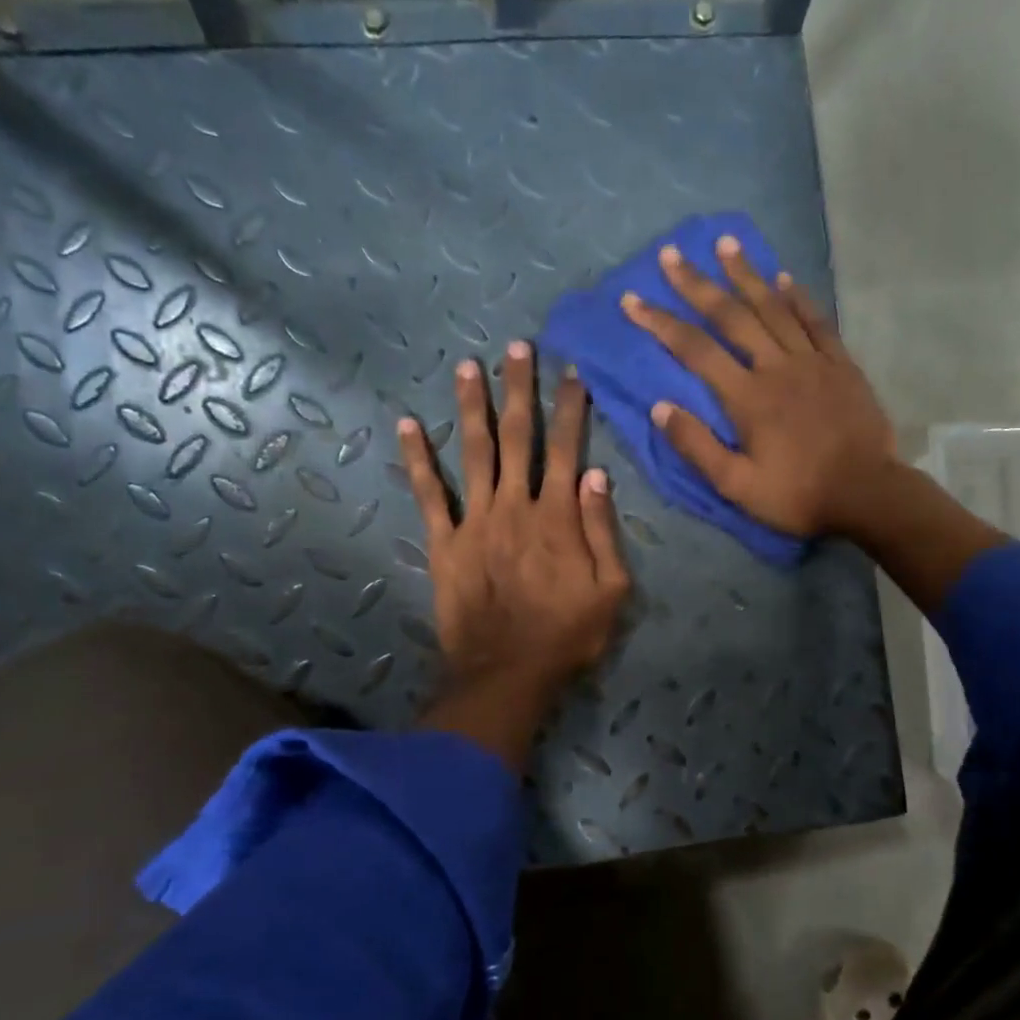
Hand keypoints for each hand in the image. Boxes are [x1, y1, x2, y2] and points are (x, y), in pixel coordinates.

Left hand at [397, 341, 629, 768]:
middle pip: (518, 437)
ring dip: (472, 407)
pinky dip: (417, 459)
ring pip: (473, 452)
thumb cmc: (567, 635)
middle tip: (516, 348)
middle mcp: (515, 505)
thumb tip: (595, 473)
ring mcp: (475, 521)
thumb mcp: (611, 590)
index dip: (570, 409)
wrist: (508, 672)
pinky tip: (407, 425)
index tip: (571, 373)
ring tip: (468, 366)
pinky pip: (429, 494)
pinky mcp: (444, 543)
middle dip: (519, 390)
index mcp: (558, 516)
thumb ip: (603, 530)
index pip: (566, 449)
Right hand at [619, 236, 897, 537]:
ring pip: (774, 307)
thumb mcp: (737, 485)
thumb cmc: (797, 495)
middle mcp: (776, 367)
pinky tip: (784, 277)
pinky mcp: (841, 364)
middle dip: (697, 284)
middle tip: (672, 253)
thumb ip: (697, 446)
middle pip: (731, 316)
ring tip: (725, 243)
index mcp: (747, 398)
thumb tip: (660, 407)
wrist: (866, 493)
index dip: (661, 323)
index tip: (632, 301)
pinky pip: (816, 321)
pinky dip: (798, 297)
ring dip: (746, 274)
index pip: (695, 350)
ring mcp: (812, 361)